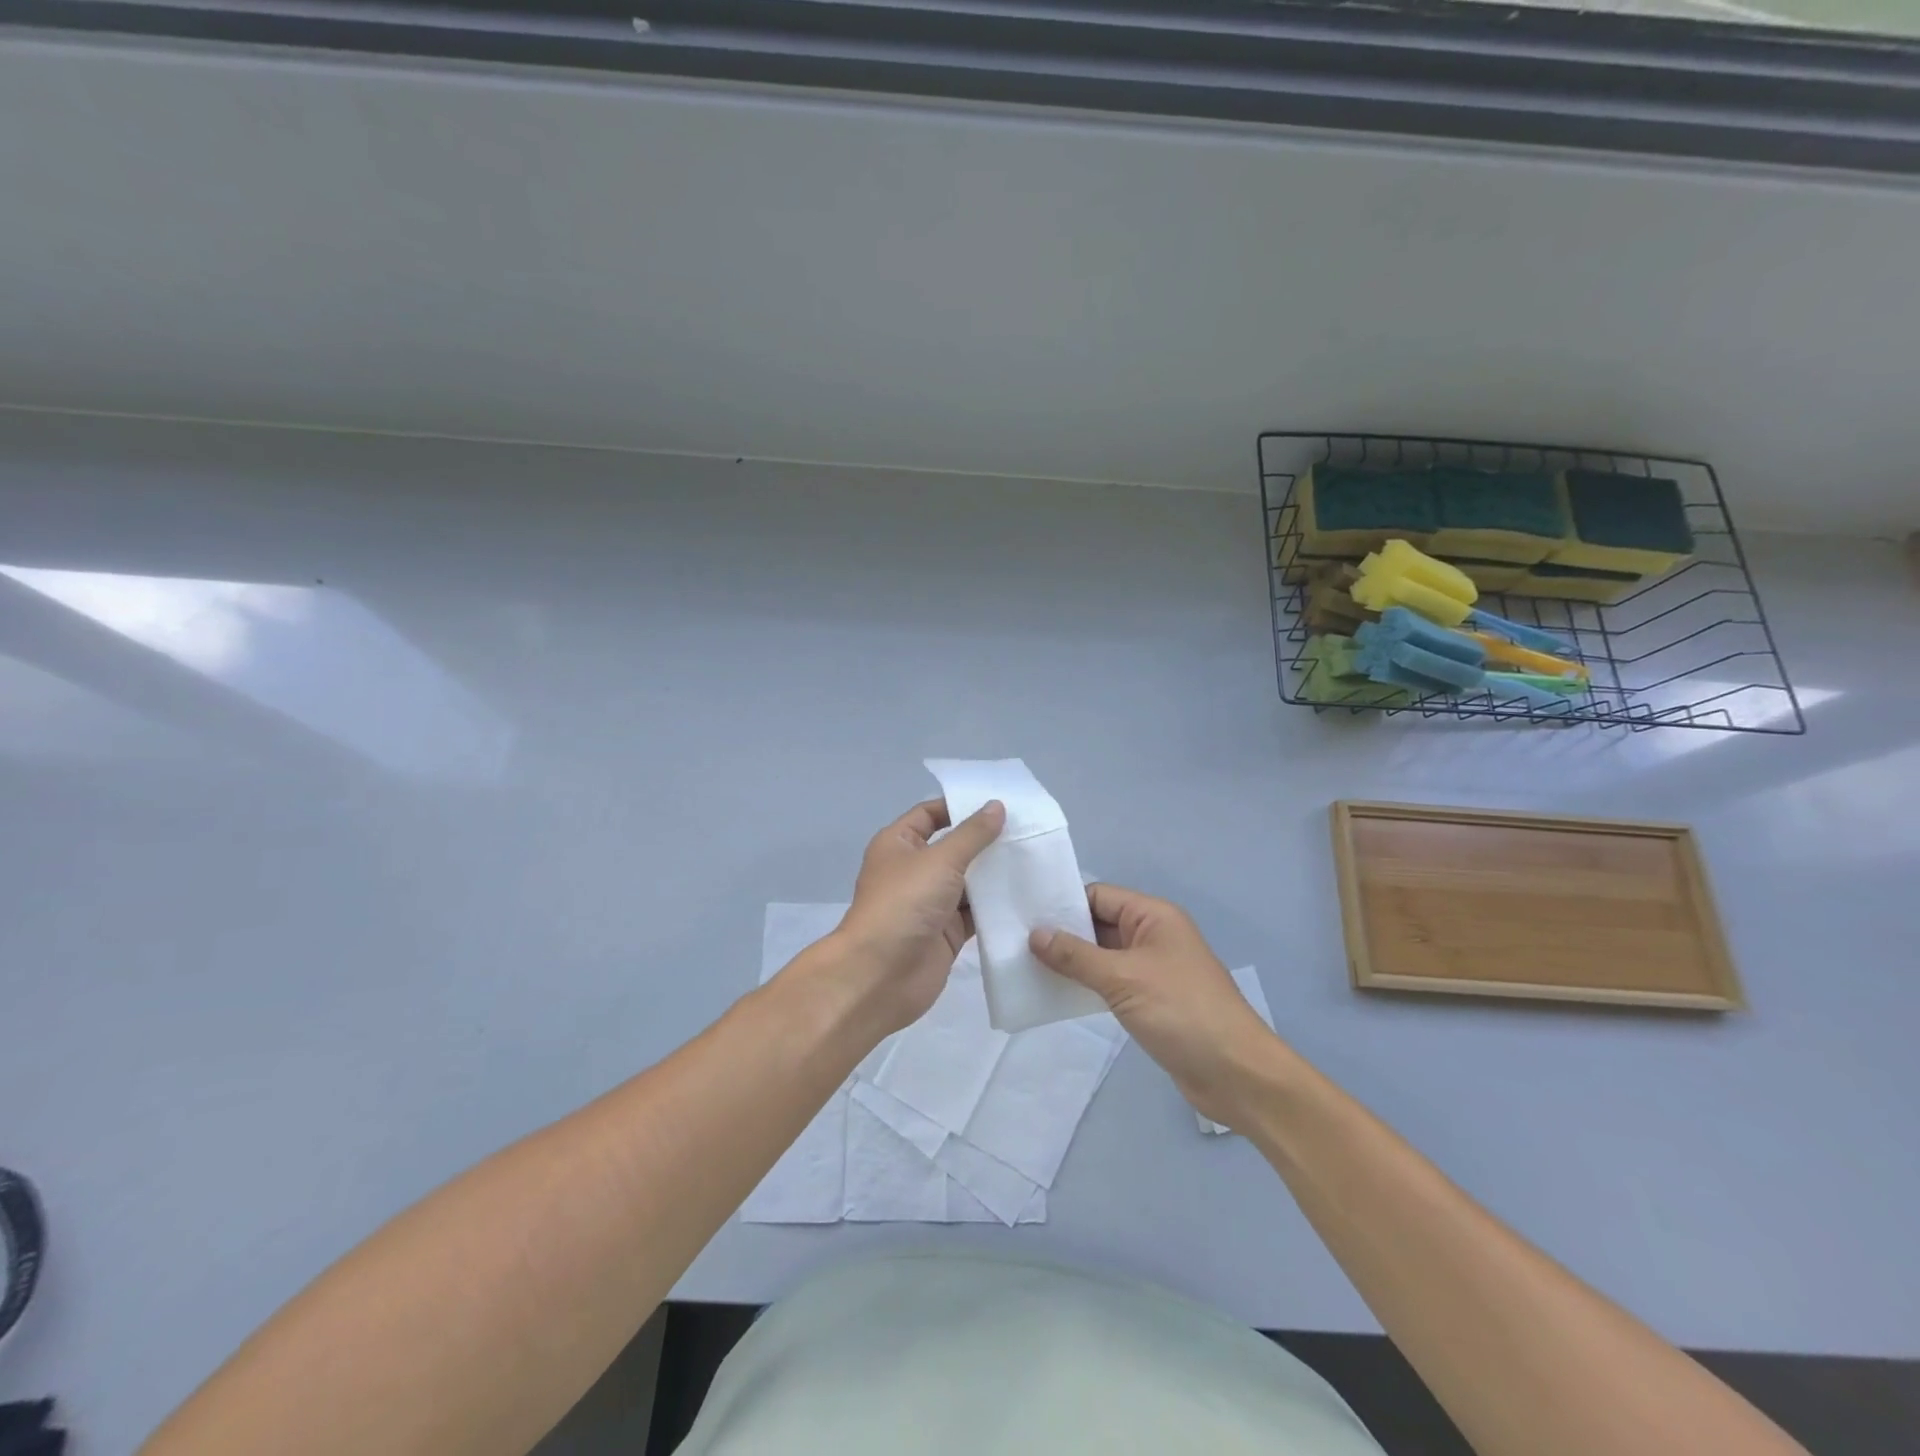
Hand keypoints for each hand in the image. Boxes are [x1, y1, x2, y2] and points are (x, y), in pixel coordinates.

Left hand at [825, 797, 1005, 1035]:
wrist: (880, 975)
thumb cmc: (904, 904)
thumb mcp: (940, 860)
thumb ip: (972, 834)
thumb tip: (996, 806)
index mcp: (899, 844)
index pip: (931, 814)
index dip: (960, 807)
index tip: (999, 803)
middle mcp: (914, 870)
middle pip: (954, 847)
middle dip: (986, 841)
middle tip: (1028, 830)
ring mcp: (930, 903)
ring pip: (968, 882)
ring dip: (995, 874)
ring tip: (1036, 858)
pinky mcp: (946, 933)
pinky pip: (975, 913)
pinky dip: (996, 906)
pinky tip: (1027, 895)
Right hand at [1030, 883, 1283, 1126]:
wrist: (1236, 1074)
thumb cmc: (1182, 1011)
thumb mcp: (1123, 978)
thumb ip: (1076, 956)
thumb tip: (1035, 934)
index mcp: (1153, 916)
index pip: (1099, 896)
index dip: (1063, 903)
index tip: (1022, 914)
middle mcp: (1152, 936)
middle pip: (1099, 924)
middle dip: (1062, 933)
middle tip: (1015, 942)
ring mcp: (1152, 969)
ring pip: (1102, 955)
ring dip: (1071, 962)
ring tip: (1025, 967)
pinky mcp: (1150, 1000)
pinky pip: (1110, 982)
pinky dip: (1085, 985)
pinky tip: (1055, 993)